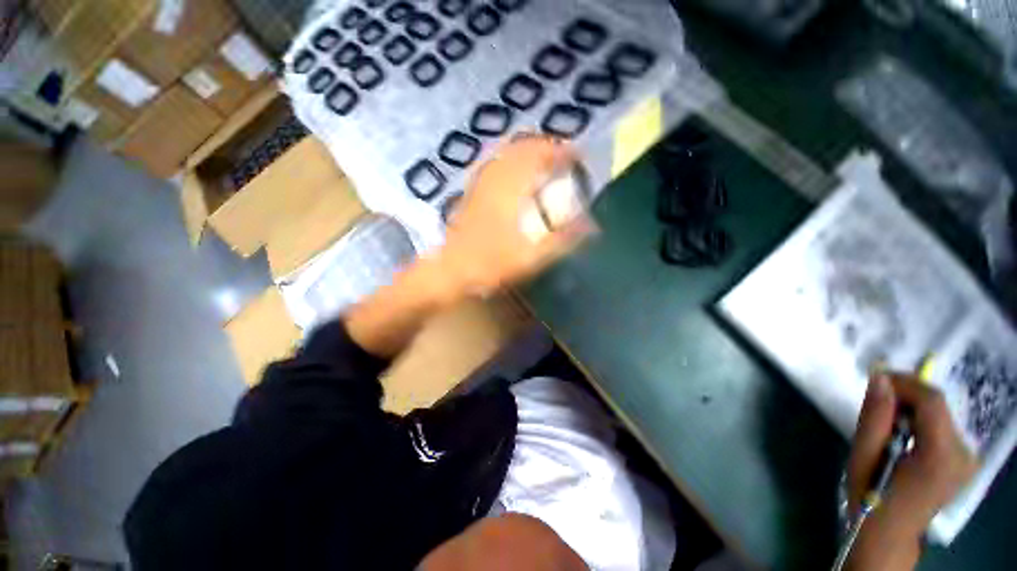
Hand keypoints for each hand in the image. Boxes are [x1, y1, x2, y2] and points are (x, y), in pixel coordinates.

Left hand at [435, 135, 594, 295]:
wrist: (451, 269)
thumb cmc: (490, 263)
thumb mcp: (532, 256)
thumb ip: (563, 240)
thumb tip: (592, 227)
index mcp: (510, 187)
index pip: (540, 154)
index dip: (563, 152)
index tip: (579, 159)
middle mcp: (494, 176)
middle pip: (522, 146)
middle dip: (547, 147)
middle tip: (564, 159)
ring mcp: (480, 182)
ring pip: (507, 152)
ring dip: (529, 152)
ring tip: (546, 165)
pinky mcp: (473, 191)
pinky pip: (496, 165)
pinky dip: (513, 162)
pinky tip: (519, 178)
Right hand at [846, 374, 977, 569]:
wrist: (890, 533)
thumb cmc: (871, 496)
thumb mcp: (863, 456)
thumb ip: (875, 417)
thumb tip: (880, 378)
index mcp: (941, 456)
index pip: (932, 401)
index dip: (905, 383)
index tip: (876, 379)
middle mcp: (964, 454)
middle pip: (938, 406)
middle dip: (905, 398)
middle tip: (876, 406)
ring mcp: (968, 458)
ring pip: (939, 414)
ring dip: (911, 410)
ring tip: (887, 426)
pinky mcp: (965, 460)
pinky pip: (942, 426)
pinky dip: (920, 422)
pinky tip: (903, 437)